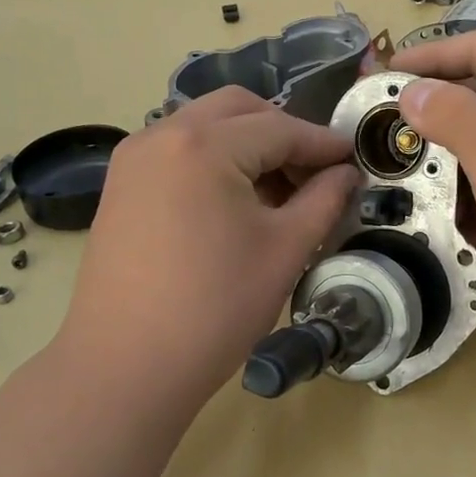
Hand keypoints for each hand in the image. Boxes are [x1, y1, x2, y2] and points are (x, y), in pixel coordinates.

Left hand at [58, 87, 358, 411]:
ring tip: (277, 192)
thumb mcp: (285, 250)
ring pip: (204, 126)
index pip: (280, 128)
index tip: (354, 158)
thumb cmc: (215, 308)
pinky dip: (213, 160)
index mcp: (204, 145)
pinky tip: (234, 202)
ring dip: (246, 144)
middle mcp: (161, 134)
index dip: (323, 143)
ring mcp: (133, 159)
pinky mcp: (120, 186)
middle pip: (237, 110)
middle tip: (314, 173)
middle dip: (283, 132)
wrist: (126, 366)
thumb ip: (324, 200)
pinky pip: (177, 151)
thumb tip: (346, 173)